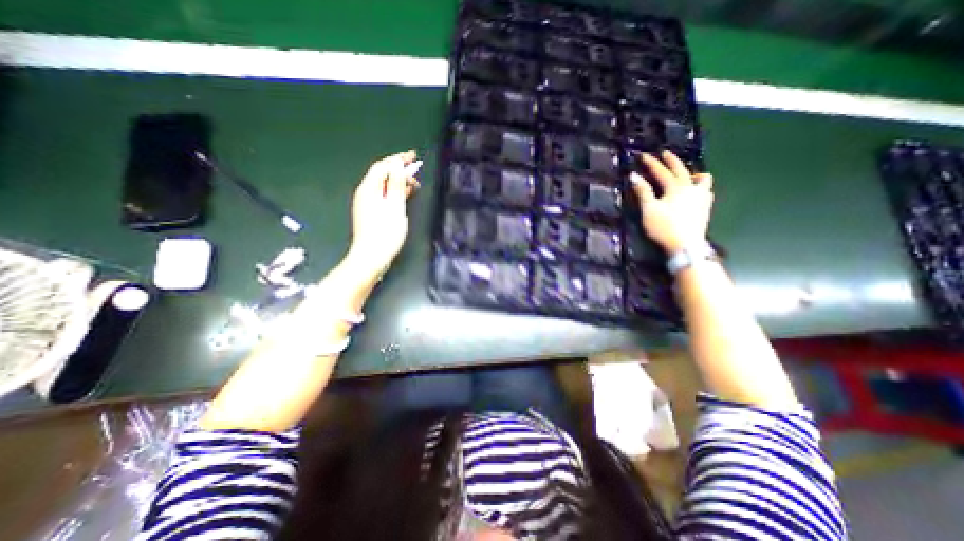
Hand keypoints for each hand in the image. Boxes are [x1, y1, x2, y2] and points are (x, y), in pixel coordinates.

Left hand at [346, 151, 421, 276]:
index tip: (413, 156)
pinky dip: (395, 192)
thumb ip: (396, 185)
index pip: (383, 166)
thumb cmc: (385, 232)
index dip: (398, 159)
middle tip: (417, 170)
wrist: (372, 256)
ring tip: (415, 182)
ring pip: (384, 185)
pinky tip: (405, 194)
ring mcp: (367, 203)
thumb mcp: (394, 206)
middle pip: (382, 174)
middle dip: (399, 169)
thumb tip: (398, 166)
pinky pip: (384, 195)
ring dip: (398, 181)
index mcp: (369, 188)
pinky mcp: (371, 212)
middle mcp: (365, 192)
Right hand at [630, 151, 708, 253]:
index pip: (662, 171)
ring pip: (702, 179)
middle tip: (665, 153)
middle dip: (671, 161)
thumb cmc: (664, 227)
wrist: (685, 245)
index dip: (652, 163)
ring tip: (688, 174)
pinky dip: (700, 187)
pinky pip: (706, 191)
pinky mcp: (705, 208)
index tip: (643, 156)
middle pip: (681, 170)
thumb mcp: (649, 209)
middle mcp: (691, 188)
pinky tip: (696, 192)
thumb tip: (634, 176)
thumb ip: (643, 192)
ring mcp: (701, 198)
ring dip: (693, 173)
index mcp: (675, 188)